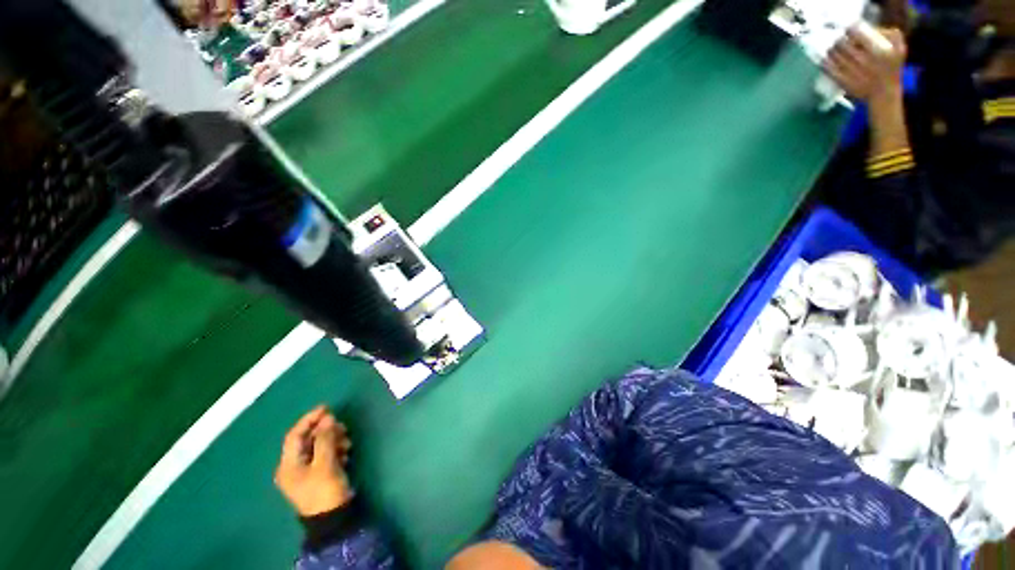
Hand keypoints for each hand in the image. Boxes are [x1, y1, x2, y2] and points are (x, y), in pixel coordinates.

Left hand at [275, 406, 354, 516]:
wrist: (333, 518)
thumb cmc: (324, 490)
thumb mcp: (325, 463)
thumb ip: (325, 439)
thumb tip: (328, 418)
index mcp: (289, 464)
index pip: (295, 435)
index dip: (309, 419)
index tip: (327, 408)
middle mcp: (294, 466)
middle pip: (308, 439)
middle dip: (326, 430)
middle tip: (342, 426)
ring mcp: (307, 471)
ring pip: (319, 446)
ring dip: (334, 440)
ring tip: (347, 442)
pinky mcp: (319, 474)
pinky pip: (325, 455)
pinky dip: (335, 450)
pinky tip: (346, 453)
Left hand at [823, 27, 906, 102]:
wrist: (884, 94)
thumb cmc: (892, 69)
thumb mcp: (899, 49)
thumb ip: (891, 35)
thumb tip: (874, 28)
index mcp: (878, 51)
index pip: (858, 35)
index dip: (850, 31)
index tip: (847, 31)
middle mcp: (865, 61)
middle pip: (844, 46)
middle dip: (838, 42)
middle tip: (837, 41)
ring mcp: (853, 72)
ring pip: (836, 57)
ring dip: (831, 51)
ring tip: (830, 49)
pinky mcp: (845, 82)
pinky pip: (831, 71)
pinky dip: (825, 65)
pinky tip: (823, 61)